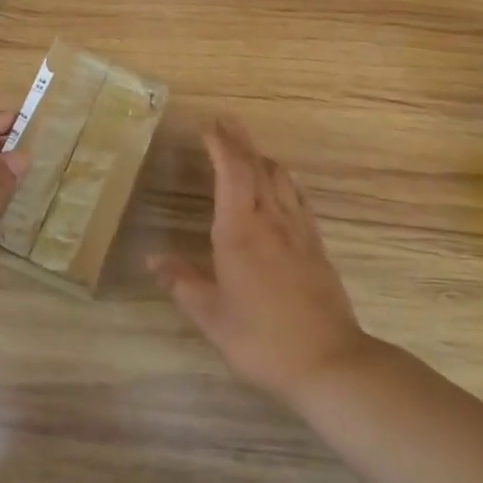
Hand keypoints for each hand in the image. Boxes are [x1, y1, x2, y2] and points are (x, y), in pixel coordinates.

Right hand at [151, 114, 368, 402]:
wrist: (330, 362)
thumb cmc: (262, 340)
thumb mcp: (212, 317)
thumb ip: (182, 284)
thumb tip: (152, 260)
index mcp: (240, 233)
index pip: (231, 174)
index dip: (221, 146)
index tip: (209, 128)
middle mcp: (271, 221)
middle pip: (257, 167)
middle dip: (240, 140)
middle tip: (226, 120)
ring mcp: (299, 231)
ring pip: (280, 179)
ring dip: (262, 157)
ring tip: (248, 147)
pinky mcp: (316, 246)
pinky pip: (297, 199)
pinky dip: (283, 180)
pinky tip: (281, 185)